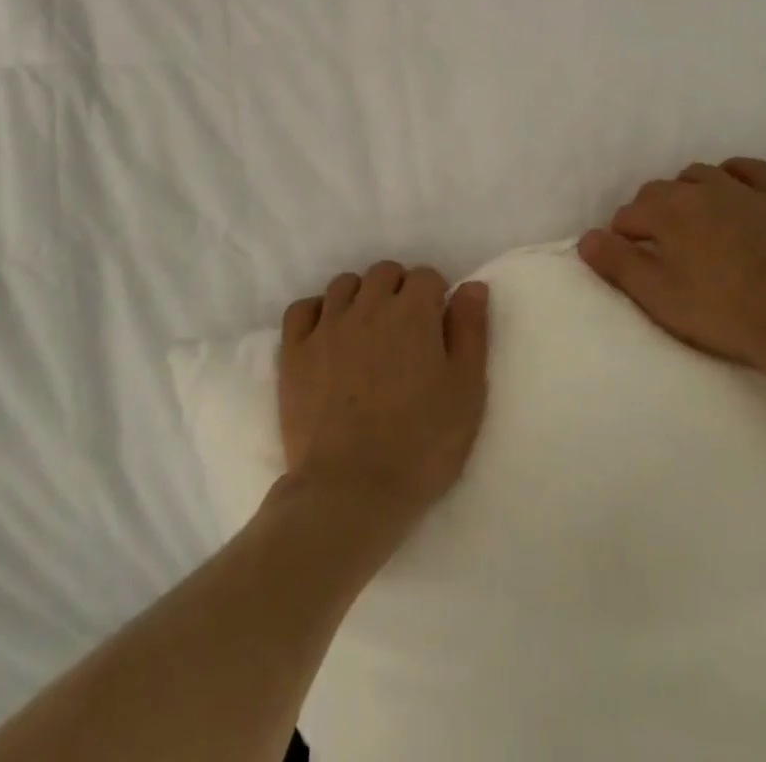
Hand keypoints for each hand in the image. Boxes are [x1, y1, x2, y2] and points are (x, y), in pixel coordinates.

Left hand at [278, 262, 490, 524]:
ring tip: (367, 332)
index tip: (437, 326)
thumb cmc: (421, 445)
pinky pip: (302, 309)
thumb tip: (471, 286)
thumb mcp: (466, 391)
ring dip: (360, 297)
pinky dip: (316, 312)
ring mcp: (326, 326)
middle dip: (398, 290)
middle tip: (405, 331)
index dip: (435, 297)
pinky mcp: (294, 352)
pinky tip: (326, 335)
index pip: (426, 276)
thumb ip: (471, 332)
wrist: (351, 492)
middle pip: (384, 273)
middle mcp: (368, 306)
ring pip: (344, 285)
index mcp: (412, 312)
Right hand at [578, 158, 765, 378]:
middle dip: (650, 214)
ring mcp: (741, 190)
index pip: (628, 215)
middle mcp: (698, 189)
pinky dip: (733, 175)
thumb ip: (617, 263)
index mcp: (666, 210)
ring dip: (686, 193)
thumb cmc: (720, 311)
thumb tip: (586, 238)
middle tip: (659, 250)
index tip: (631, 263)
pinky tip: (731, 188)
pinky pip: (748, 170)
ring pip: (699, 176)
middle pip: (659, 191)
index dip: (623, 239)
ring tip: (691, 223)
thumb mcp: (657, 296)